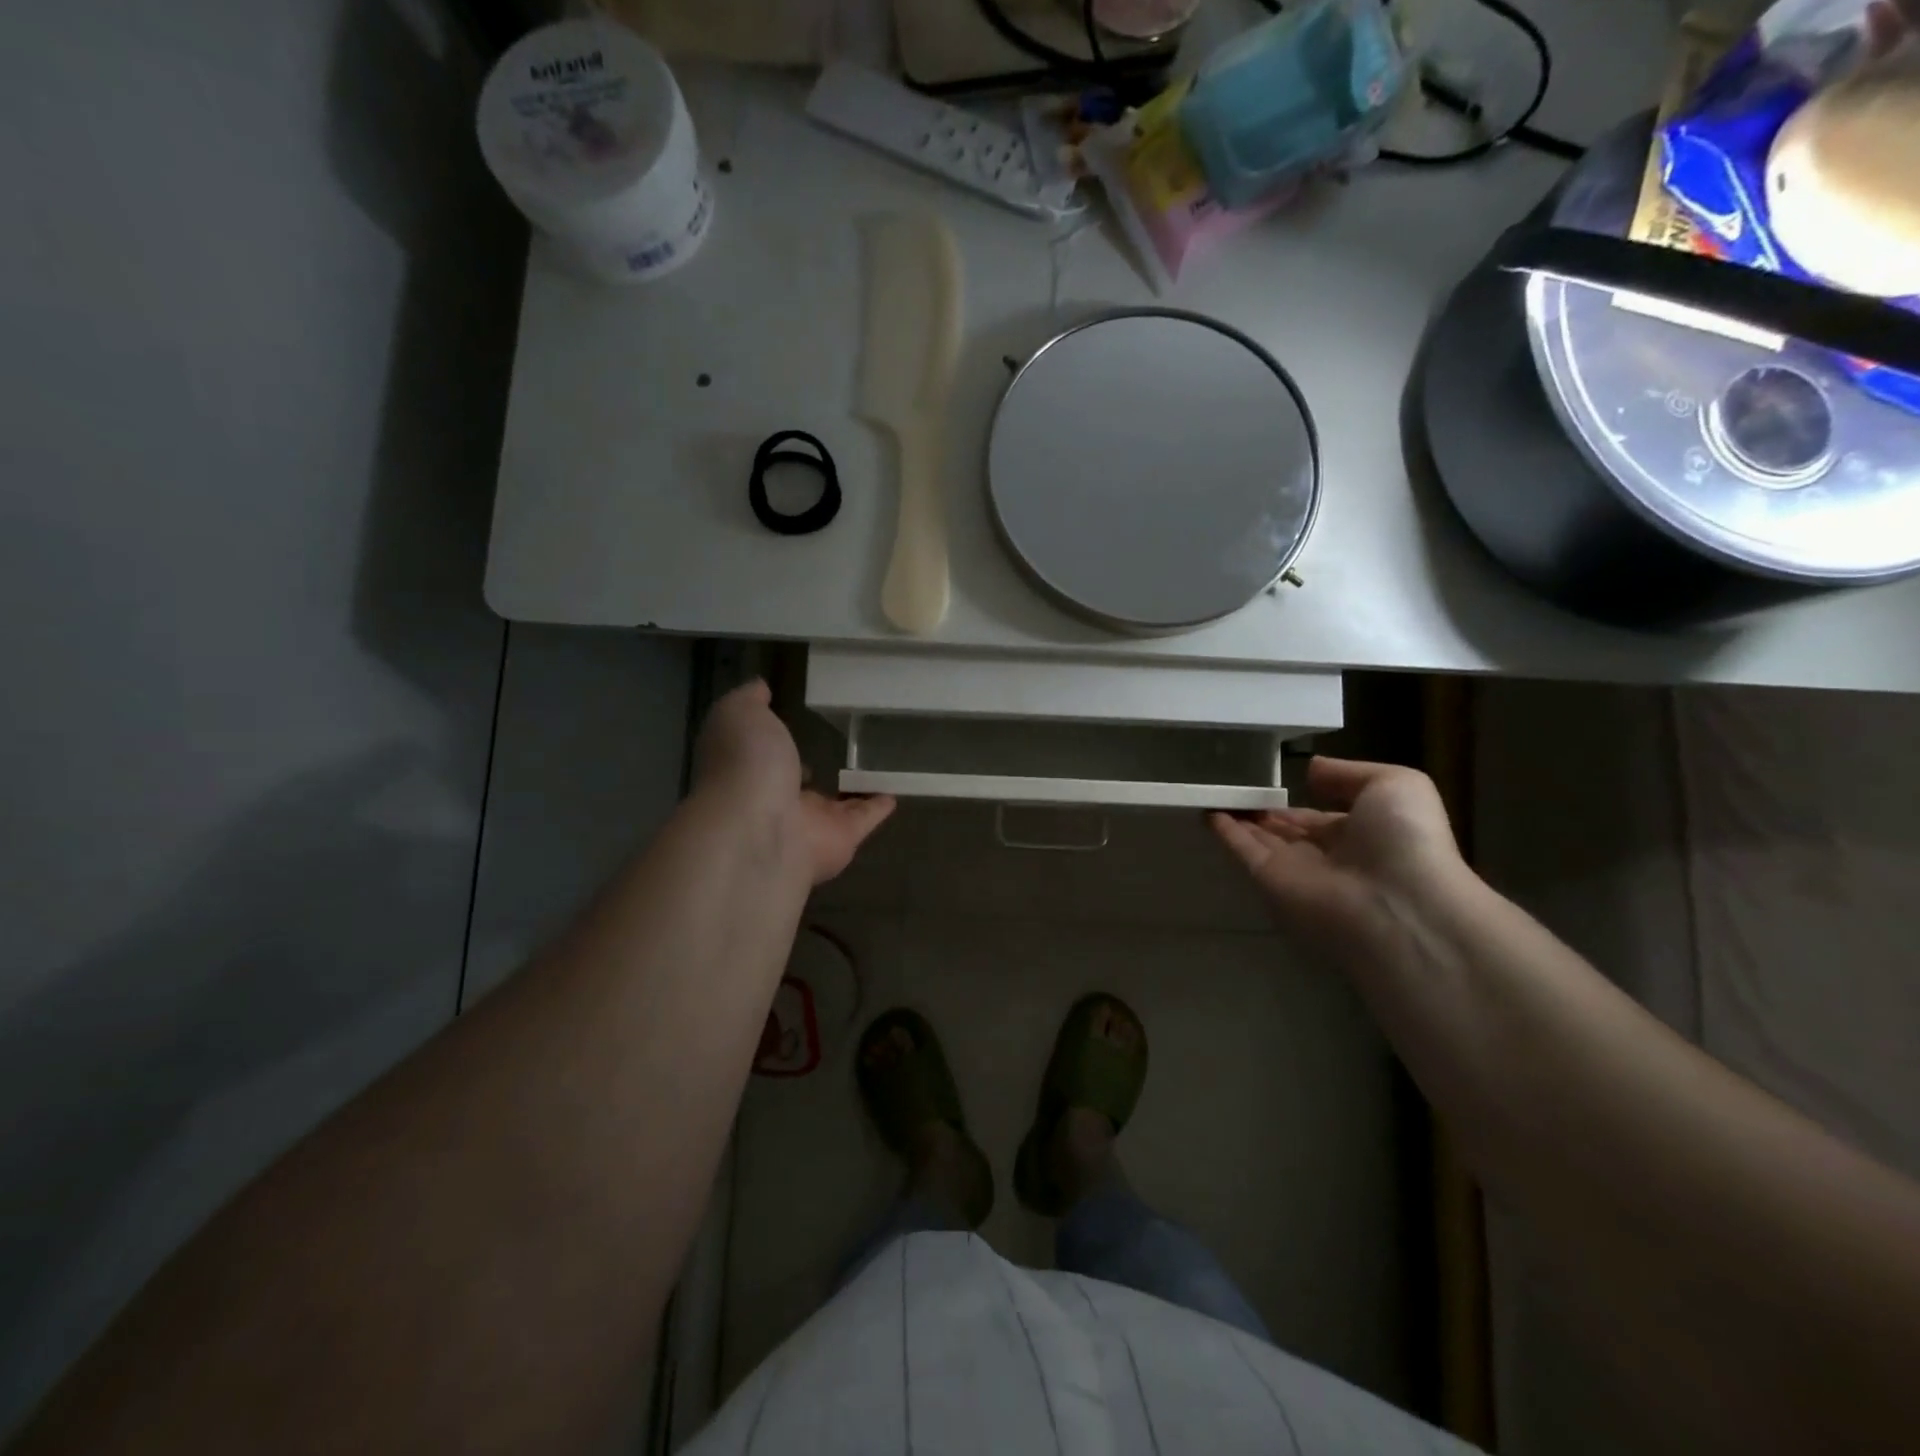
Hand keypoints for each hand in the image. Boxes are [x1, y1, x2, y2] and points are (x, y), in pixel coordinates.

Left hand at [691, 680, 895, 884]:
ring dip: (851, 789)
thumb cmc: (745, 765)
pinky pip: (865, 818)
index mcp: (748, 769)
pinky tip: (895, 792)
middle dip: (810, 768)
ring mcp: (809, 823)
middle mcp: (775, 798)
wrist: (760, 829)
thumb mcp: (738, 715)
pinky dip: (879, 808)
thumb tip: (760, 687)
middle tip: (838, 746)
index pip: (763, 754)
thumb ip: (749, 700)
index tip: (794, 722)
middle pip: (796, 783)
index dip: (775, 741)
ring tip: (875, 766)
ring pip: (834, 803)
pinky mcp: (842, 838)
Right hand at [1210, 757, 1466, 959]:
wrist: (1399, 902)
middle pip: (1286, 829)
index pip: (1320, 816)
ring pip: (1261, 838)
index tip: (1272, 781)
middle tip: (1234, 786)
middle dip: (1264, 811)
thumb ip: (1348, 773)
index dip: (1297, 800)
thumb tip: (1309, 770)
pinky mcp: (1270, 881)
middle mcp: (1328, 853)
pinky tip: (1206, 811)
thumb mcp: (1396, 784)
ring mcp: (1297, 869)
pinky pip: (1244, 851)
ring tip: (1212, 791)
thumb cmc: (1406, 838)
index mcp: (1362, 832)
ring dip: (1239, 817)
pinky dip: (1225, 832)